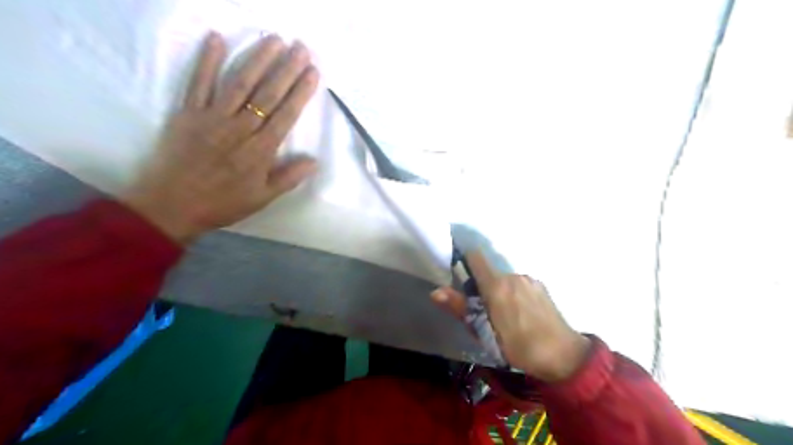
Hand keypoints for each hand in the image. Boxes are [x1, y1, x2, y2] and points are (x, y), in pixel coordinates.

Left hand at [123, 31, 318, 243]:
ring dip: (258, 59)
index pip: (285, 114)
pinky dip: (207, 61)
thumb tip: (315, 161)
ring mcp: (212, 117)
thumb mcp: (263, 197)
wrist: (172, 205)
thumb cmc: (223, 203)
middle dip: (286, 69)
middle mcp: (240, 128)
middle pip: (267, 94)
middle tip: (301, 48)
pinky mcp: (188, 113)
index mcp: (260, 150)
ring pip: (239, 83)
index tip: (312, 72)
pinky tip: (217, 40)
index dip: (300, 92)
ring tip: (274, 40)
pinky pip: (198, 83)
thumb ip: (289, 177)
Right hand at [432, 253, 587, 380]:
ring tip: (504, 316)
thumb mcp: (485, 333)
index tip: (457, 270)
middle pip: (489, 272)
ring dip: (498, 290)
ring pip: (504, 279)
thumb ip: (460, 308)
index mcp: (496, 285)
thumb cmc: (519, 347)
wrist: (564, 356)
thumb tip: (436, 291)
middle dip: (481, 286)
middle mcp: (513, 276)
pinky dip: (513, 293)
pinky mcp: (541, 286)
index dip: (464, 259)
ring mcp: (529, 280)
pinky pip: (519, 284)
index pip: (475, 257)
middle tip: (482, 311)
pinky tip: (521, 314)